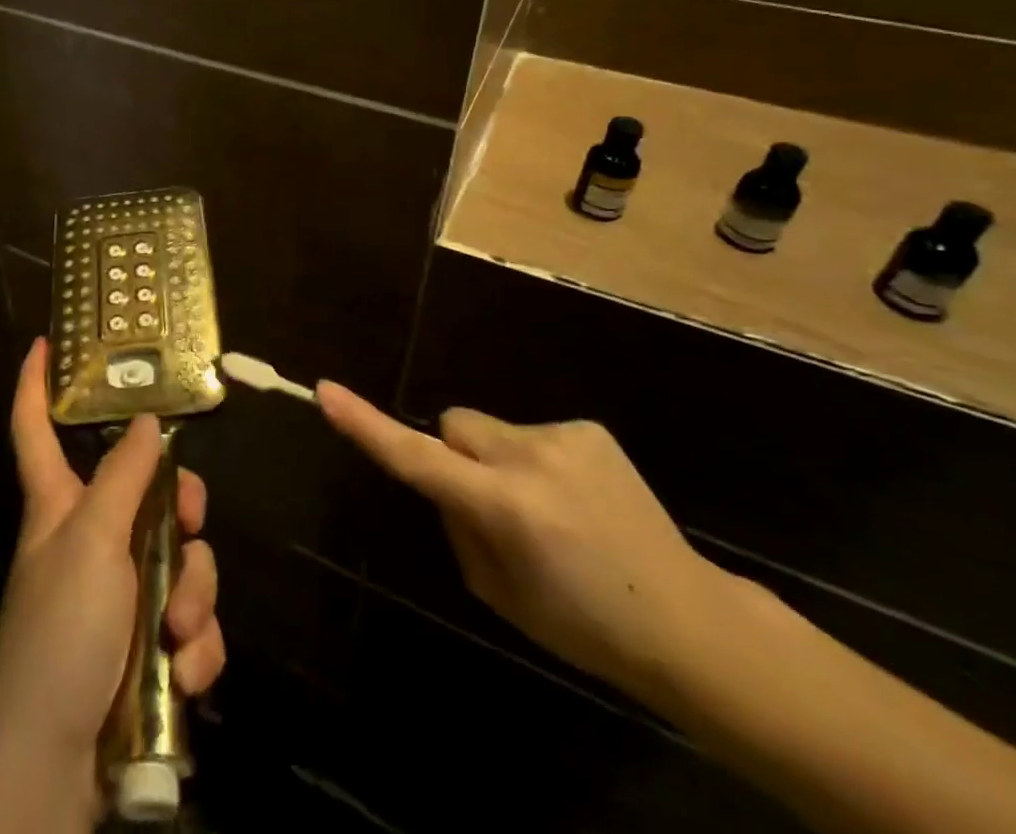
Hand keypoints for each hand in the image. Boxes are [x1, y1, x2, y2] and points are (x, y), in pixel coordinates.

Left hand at [0, 341, 225, 773]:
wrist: (53, 773)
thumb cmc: (60, 634)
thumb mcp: (92, 540)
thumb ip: (124, 475)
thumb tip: (145, 416)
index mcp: (62, 505)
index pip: (37, 429)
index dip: (35, 386)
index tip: (45, 344)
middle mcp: (93, 540)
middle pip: (150, 490)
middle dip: (183, 507)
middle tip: (192, 521)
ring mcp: (123, 596)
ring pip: (183, 558)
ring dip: (194, 594)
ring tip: (179, 633)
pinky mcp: (149, 649)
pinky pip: (192, 621)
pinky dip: (197, 646)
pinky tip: (187, 674)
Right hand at [318, 381, 740, 701]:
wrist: (688, 622)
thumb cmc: (581, 624)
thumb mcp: (497, 593)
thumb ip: (457, 525)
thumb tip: (446, 479)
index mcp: (505, 508)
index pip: (418, 459)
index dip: (367, 425)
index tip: (327, 391)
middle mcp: (530, 458)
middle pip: (453, 426)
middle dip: (457, 455)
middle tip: (494, 509)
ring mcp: (563, 436)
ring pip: (491, 430)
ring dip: (499, 460)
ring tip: (549, 512)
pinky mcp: (588, 428)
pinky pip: (532, 433)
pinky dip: (537, 460)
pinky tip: (577, 501)